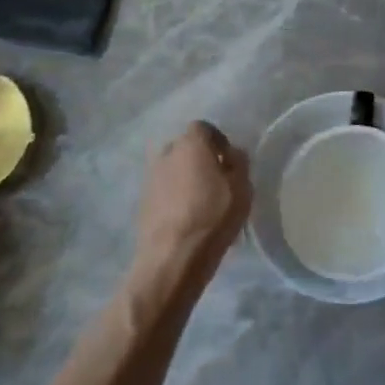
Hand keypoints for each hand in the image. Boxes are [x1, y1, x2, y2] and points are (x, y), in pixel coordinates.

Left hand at [132, 122, 251, 288]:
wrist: (172, 257)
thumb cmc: (212, 215)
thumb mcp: (241, 188)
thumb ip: (239, 164)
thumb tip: (232, 154)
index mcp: (190, 143)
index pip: (203, 128)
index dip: (218, 141)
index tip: (229, 161)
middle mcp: (166, 154)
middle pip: (185, 148)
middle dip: (200, 159)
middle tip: (216, 180)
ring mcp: (150, 178)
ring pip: (172, 169)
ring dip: (185, 178)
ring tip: (201, 201)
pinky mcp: (142, 202)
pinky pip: (163, 190)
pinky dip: (174, 196)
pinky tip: (186, 215)